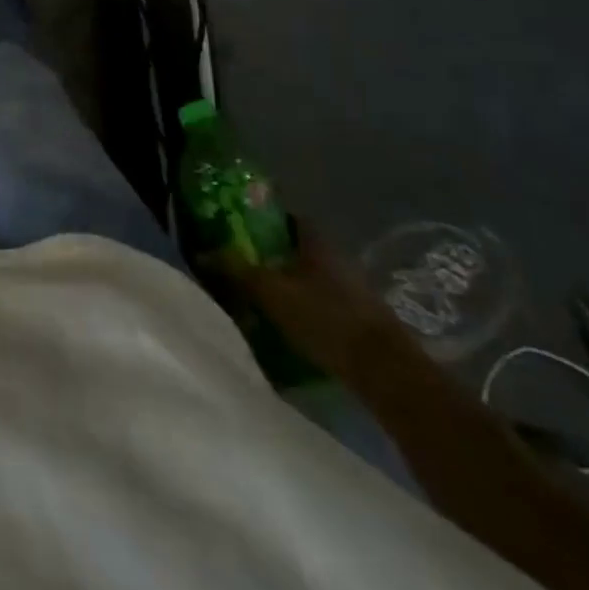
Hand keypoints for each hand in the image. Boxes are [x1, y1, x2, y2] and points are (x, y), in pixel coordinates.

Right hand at [228, 226, 411, 376]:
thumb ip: (236, 271)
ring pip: (310, 276)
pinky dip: (304, 306)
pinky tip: (287, 322)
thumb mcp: (270, 293)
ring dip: (288, 282)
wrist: (386, 372)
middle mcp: (337, 256)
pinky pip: (323, 301)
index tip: (237, 229)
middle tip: (242, 264)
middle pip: (297, 248)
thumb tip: (202, 253)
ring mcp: (353, 288)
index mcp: (316, 240)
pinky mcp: (361, 318)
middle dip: (271, 254)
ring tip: (259, 297)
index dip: (261, 219)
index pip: (285, 217)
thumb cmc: (324, 318)